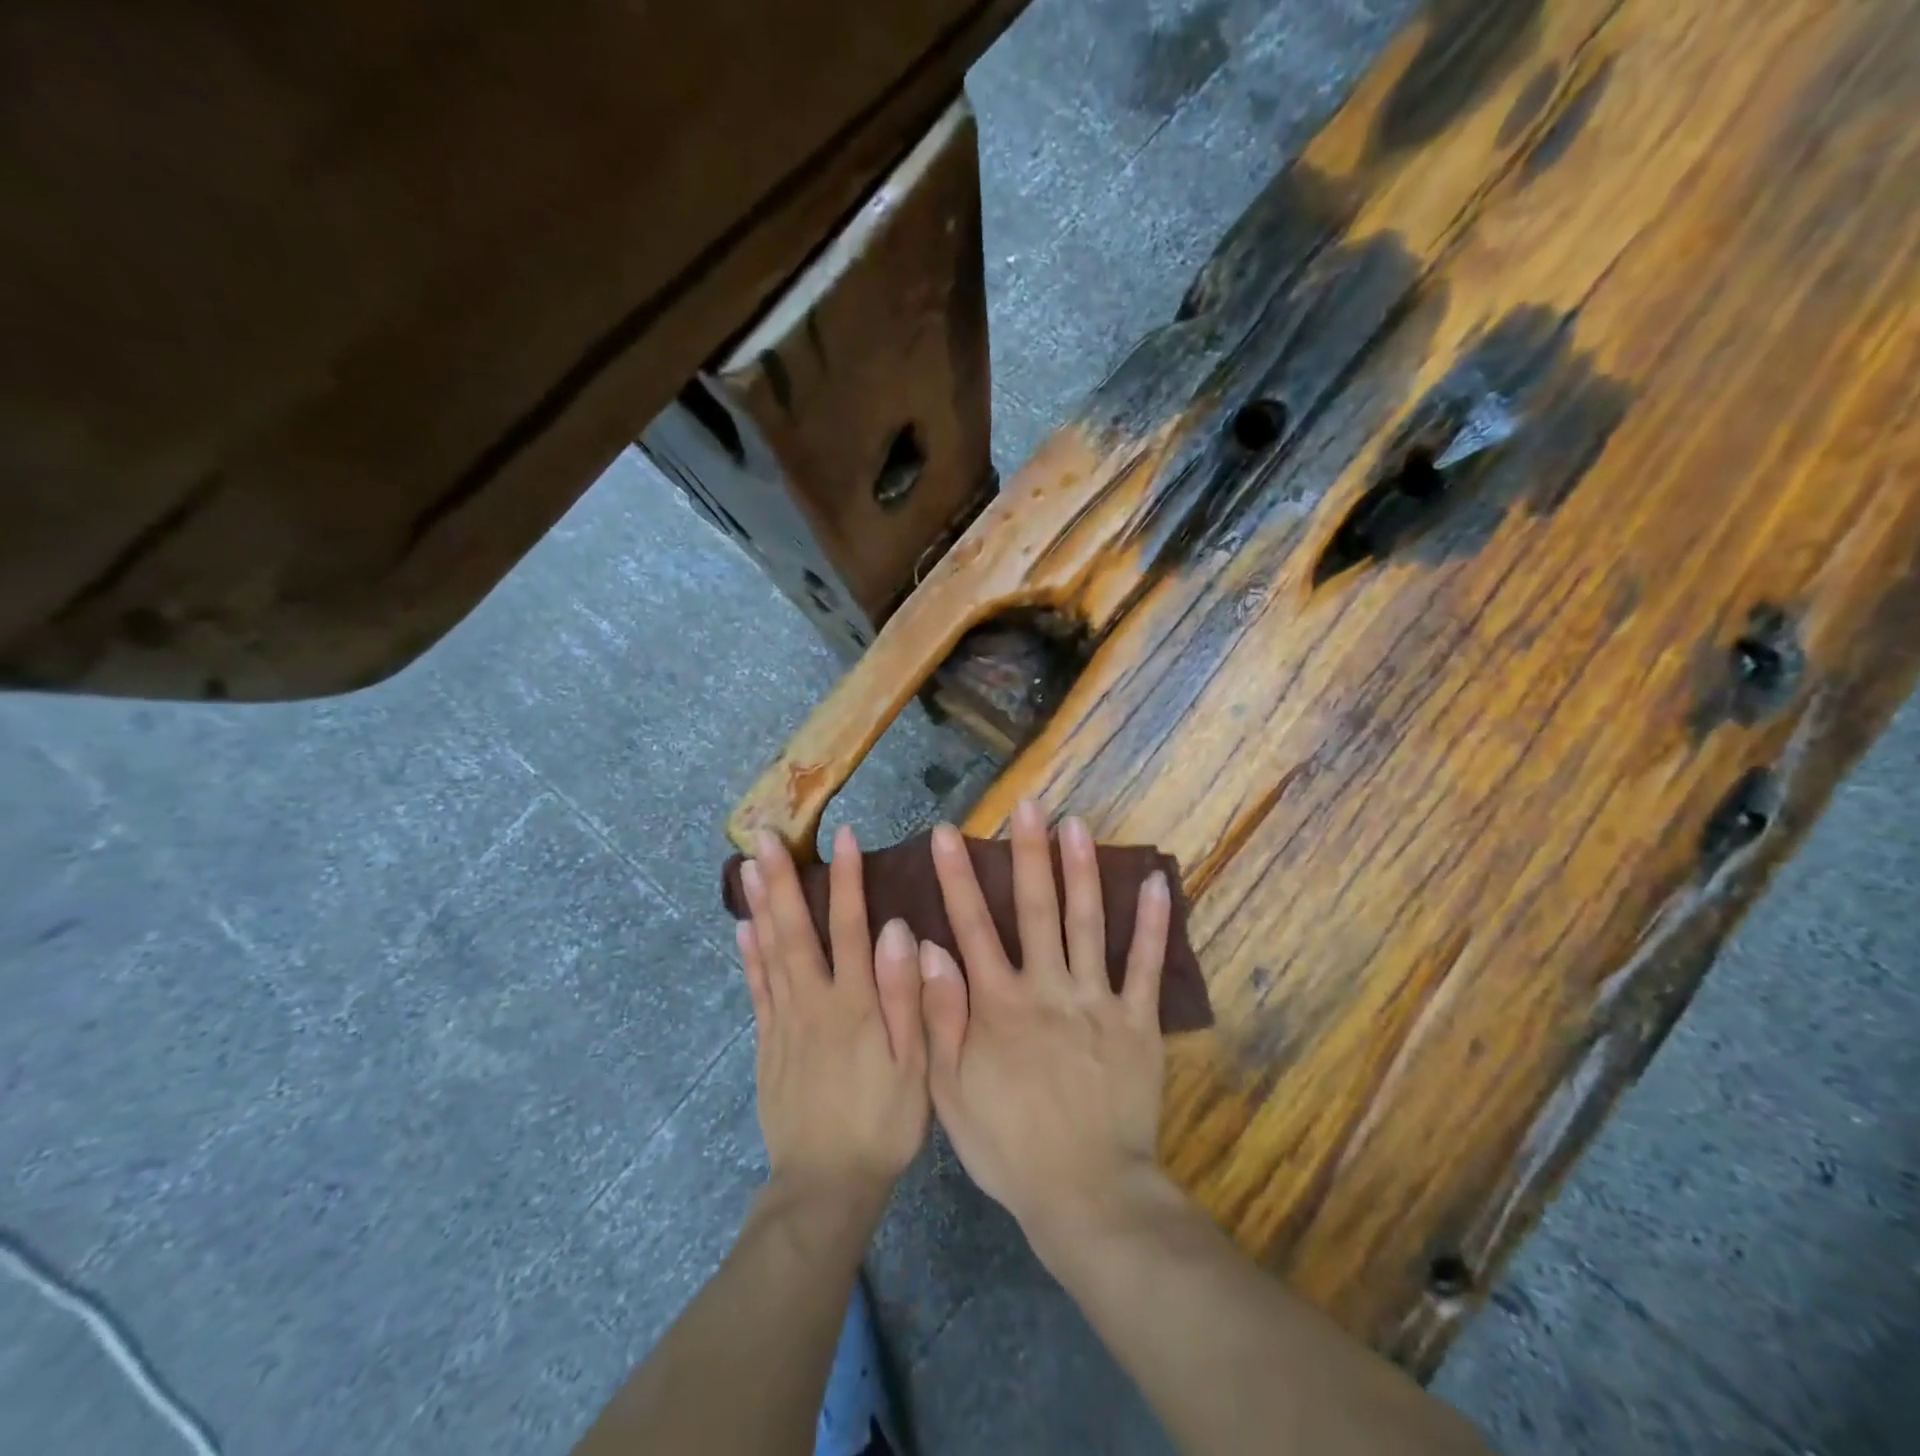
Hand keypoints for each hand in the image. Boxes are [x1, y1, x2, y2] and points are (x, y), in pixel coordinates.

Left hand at [738, 827, 927, 1212]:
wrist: (826, 1184)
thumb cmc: (883, 1122)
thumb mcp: (914, 1064)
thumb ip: (906, 995)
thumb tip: (897, 930)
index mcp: (854, 1003)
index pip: (849, 927)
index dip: (847, 880)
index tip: (845, 836)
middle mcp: (813, 1001)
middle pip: (794, 929)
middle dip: (779, 879)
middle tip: (762, 835)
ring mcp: (784, 1021)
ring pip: (769, 952)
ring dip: (758, 905)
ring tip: (745, 865)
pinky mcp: (768, 1044)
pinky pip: (757, 990)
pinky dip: (749, 956)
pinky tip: (743, 929)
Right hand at [918, 800, 1171, 1252]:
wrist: (1086, 1195)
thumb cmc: (1008, 1145)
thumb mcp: (950, 1092)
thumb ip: (939, 1017)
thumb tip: (928, 948)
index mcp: (998, 1004)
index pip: (972, 927)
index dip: (958, 878)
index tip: (949, 833)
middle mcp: (1047, 989)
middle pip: (1035, 909)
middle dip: (1028, 853)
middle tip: (1028, 804)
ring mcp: (1096, 1002)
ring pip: (1088, 923)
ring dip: (1082, 870)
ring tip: (1078, 823)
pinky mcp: (1137, 1022)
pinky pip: (1145, 967)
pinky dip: (1153, 924)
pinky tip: (1156, 883)